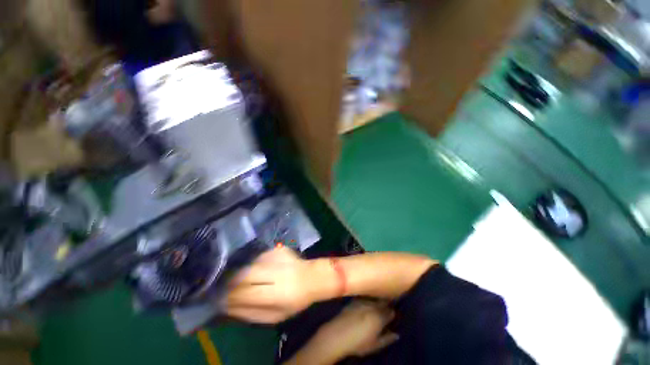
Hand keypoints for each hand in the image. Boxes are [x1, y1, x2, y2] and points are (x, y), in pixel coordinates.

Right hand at [226, 247, 321, 322]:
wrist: (312, 276)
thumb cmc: (295, 300)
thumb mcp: (275, 316)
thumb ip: (251, 313)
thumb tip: (228, 307)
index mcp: (276, 292)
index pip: (245, 293)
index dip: (229, 296)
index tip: (220, 299)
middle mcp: (275, 271)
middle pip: (245, 274)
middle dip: (231, 281)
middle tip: (225, 286)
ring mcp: (277, 256)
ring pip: (249, 263)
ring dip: (241, 271)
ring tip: (241, 277)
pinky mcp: (278, 248)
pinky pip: (258, 256)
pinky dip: (253, 263)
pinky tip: (256, 268)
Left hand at [311, 301, 398, 359]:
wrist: (338, 334)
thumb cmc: (358, 343)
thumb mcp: (375, 345)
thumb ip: (387, 338)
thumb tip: (396, 334)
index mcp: (379, 318)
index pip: (390, 312)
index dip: (392, 313)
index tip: (392, 315)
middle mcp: (372, 306)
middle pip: (383, 302)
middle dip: (386, 304)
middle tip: (387, 308)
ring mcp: (363, 302)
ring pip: (374, 298)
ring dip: (377, 300)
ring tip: (378, 304)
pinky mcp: (355, 300)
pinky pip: (365, 297)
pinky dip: (368, 299)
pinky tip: (367, 303)